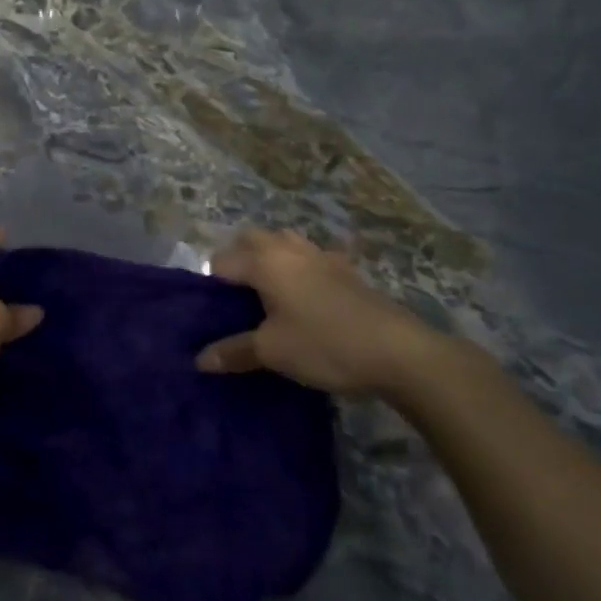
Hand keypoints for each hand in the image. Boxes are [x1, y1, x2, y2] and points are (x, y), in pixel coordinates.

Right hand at [197, 228, 453, 396]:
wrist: (399, 352)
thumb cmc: (324, 344)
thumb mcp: (272, 352)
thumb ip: (233, 351)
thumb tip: (200, 360)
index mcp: (264, 261)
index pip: (220, 262)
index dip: (210, 286)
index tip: (214, 314)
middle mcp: (288, 248)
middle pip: (250, 240)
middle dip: (237, 261)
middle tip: (236, 299)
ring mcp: (321, 255)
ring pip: (283, 243)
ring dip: (269, 259)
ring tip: (268, 295)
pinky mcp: (346, 270)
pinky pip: (311, 258)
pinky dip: (300, 269)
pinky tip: (307, 298)